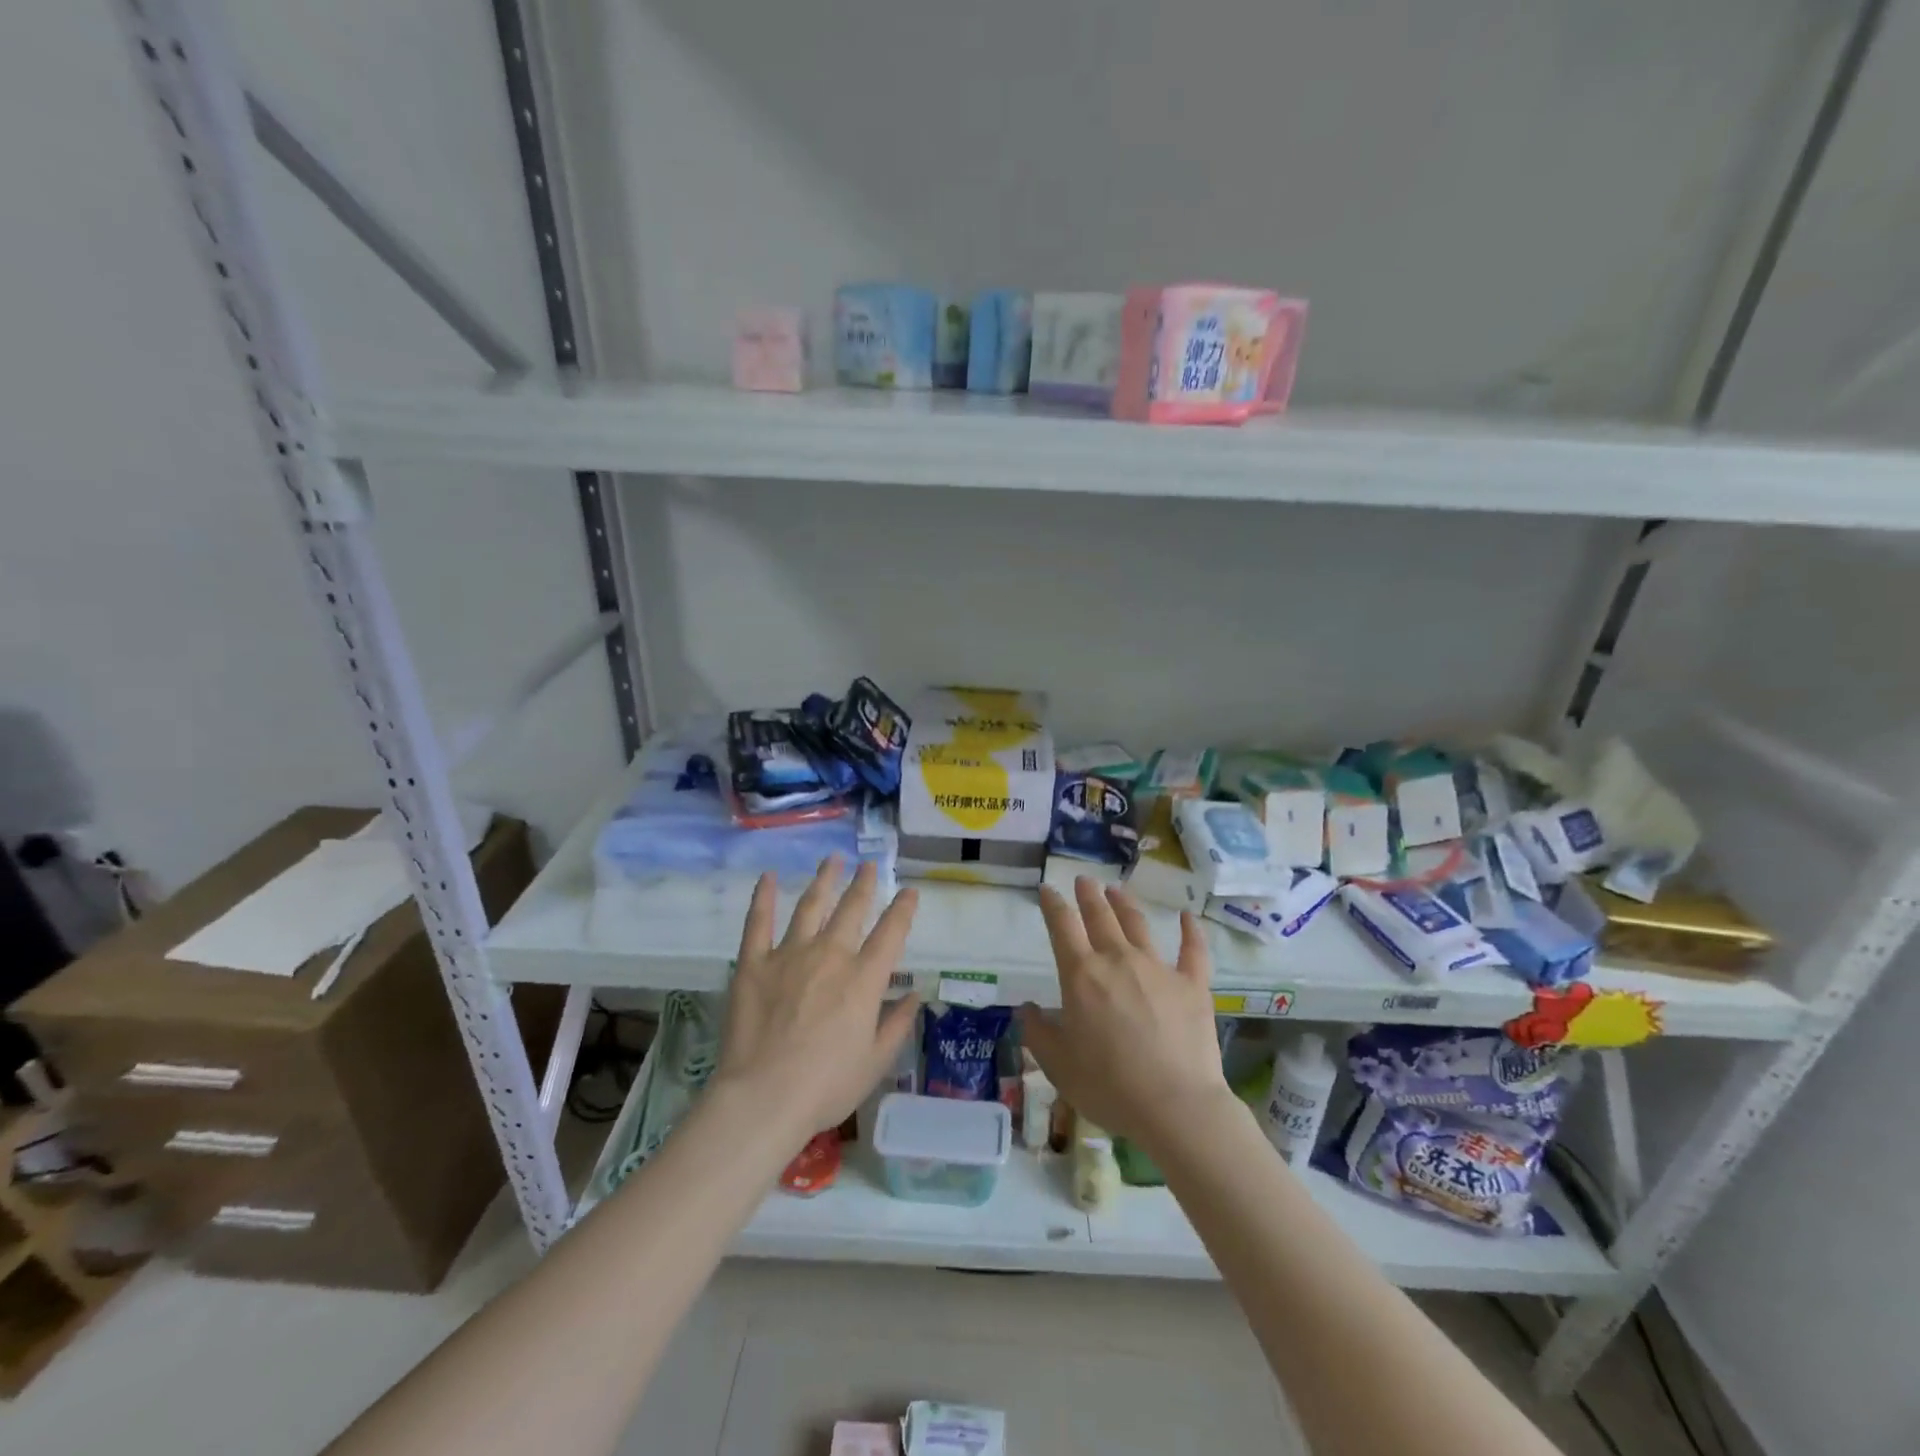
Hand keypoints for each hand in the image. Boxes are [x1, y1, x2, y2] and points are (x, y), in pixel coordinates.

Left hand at [712, 858, 921, 1140]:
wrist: (764, 1096)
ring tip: (832, 859)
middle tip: (868, 865)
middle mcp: (831, 955)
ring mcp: (790, 954)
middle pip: (852, 909)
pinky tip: (767, 876)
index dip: (903, 909)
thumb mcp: (876, 1062)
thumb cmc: (826, 1086)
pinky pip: (758, 922)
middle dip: (863, 884)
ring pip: (811, 905)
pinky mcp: (754, 963)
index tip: (910, 891)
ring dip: (824, 880)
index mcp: (864, 979)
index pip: (892, 932)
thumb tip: (915, 995)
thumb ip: (897, 1024)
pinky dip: (763, 897)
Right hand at [1019, 878, 1234, 1154]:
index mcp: (1081, 976)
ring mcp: (1158, 969)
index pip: (1062, 927)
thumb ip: (1038, 1033)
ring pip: (1138, 925)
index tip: (1047, 890)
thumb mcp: (1058, 1065)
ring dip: (1124, 904)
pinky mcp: (1192, 984)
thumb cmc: (1108, 1086)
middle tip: (1083, 881)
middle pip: (1100, 917)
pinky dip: (1190, 930)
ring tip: (1116, 890)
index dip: (1052, 904)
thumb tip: (1026, 1009)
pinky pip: (1192, 950)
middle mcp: (1118, 960)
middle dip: (1088, 895)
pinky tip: (1187, 916)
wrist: (1175, 1106)